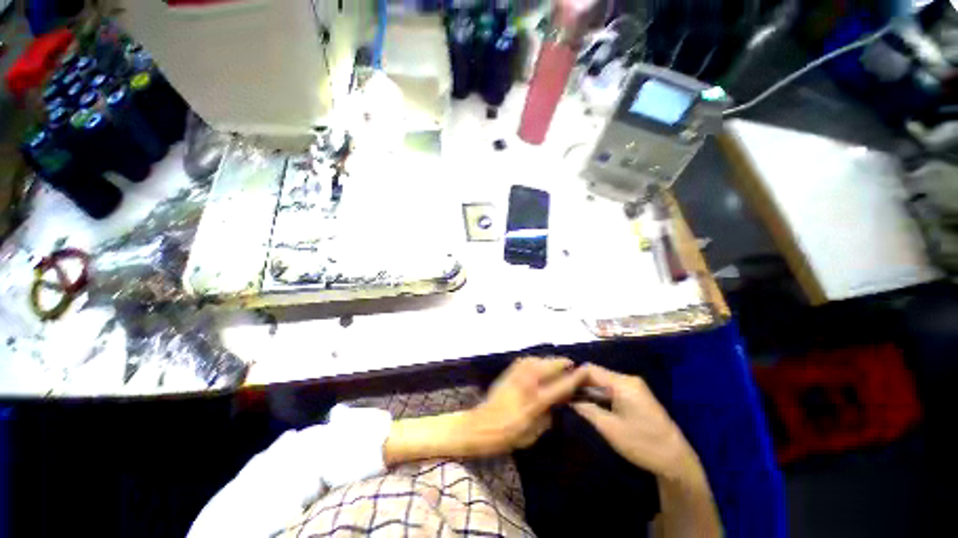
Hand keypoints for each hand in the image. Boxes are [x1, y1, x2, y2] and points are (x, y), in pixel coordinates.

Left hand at [383, 357, 584, 464]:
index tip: (585, 370)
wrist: (480, 425)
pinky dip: (535, 360)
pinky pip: (525, 361)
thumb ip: (547, 416)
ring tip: (557, 364)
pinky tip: (538, 364)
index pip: (559, 386)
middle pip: (548, 367)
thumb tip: (555, 403)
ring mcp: (515, 376)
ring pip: (536, 360)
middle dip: (562, 363)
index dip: (574, 377)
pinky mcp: (508, 373)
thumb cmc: (507, 435)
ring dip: (548, 361)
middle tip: (571, 365)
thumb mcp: (532, 434)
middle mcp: (526, 384)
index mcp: (534, 402)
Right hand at [571, 364, 699, 482]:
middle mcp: (628, 379)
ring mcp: (634, 387)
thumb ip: (586, 409)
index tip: (558, 385)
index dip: (573, 375)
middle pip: (596, 373)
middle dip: (579, 382)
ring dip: (588, 389)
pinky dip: (599, 394)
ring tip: (571, 398)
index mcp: (622, 383)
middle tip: (562, 393)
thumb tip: (567, 397)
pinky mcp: (636, 395)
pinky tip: (589, 403)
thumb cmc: (642, 444)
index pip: (590, 369)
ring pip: (603, 381)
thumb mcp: (610, 428)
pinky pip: (612, 388)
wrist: (677, 460)